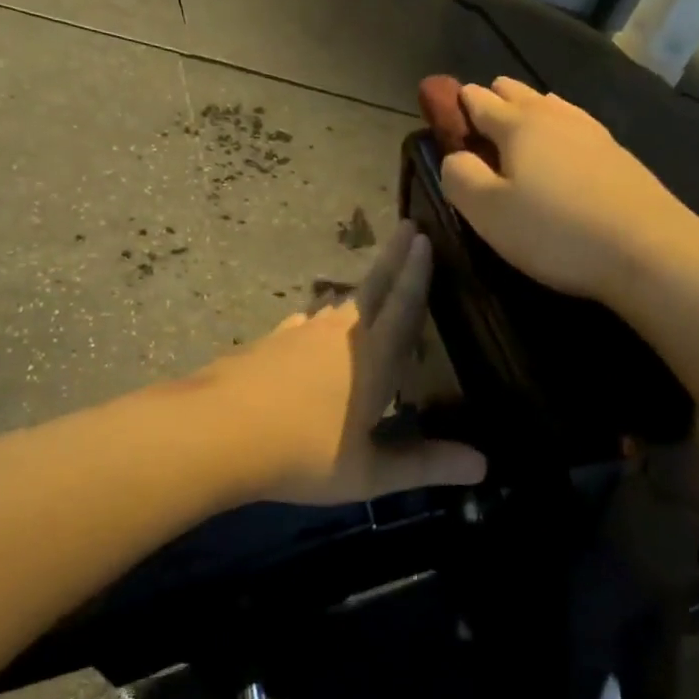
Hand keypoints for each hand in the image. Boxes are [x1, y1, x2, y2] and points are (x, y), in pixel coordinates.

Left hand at [206, 221, 484, 505]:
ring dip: (357, 291)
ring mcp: (298, 336)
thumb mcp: (368, 472)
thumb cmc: (301, 454)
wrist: (214, 434)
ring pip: (336, 306)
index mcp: (372, 359)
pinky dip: (315, 321)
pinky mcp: (267, 345)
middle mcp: (338, 336)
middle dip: (393, 257)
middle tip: (406, 226)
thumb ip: (424, 466)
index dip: (417, 273)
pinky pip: (301, 325)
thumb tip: (484, 465)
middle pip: (373, 289)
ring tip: (367, 287)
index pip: (403, 306)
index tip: (425, 236)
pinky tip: (307, 326)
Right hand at [439, 78, 696, 303]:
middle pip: (517, 93)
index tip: (445, 113)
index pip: (479, 101)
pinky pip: (577, 127)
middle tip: (480, 123)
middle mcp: (555, 116)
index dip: (458, 104)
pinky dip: (561, 129)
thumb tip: (456, 156)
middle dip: (495, 100)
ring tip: (520, 128)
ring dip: (530, 111)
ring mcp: (592, 132)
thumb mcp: (488, 212)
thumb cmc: (555, 232)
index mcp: (517, 125)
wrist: (648, 248)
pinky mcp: (619, 155)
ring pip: (551, 106)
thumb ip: (460, 177)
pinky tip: (566, 146)